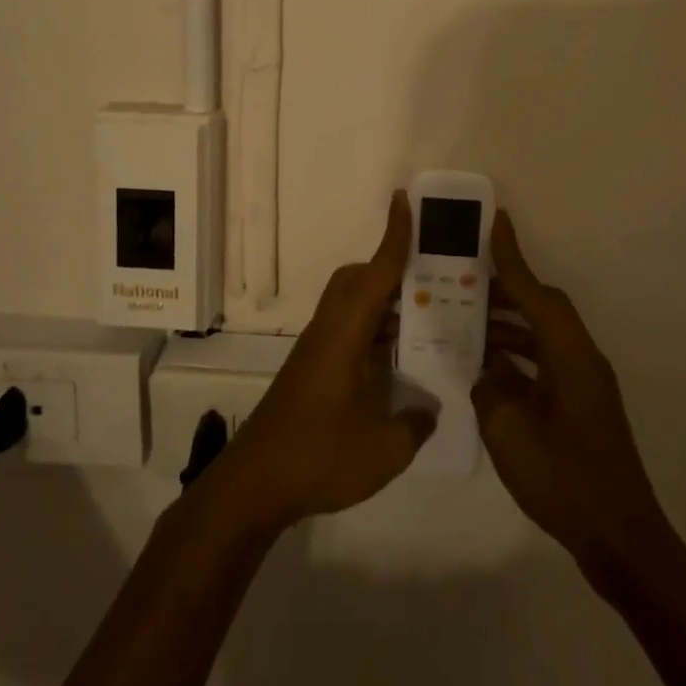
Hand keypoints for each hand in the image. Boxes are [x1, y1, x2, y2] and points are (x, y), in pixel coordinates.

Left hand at [212, 192, 436, 533]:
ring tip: (426, 320)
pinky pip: (349, 333)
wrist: (254, 484)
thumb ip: (415, 425)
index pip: (376, 274)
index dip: (395, 238)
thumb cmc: (319, 457)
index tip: (404, 201)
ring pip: (352, 307)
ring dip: (385, 305)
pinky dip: (374, 333)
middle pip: (358, 282)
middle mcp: (329, 332)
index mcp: (345, 335)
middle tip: (432, 281)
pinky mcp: (312, 371)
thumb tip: (429, 409)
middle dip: (391, 270)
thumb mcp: (384, 449)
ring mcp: (317, 352)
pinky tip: (397, 363)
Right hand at [472, 212, 674, 579]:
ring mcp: (583, 384)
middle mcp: (581, 359)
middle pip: (542, 309)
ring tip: (465, 322)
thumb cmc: (564, 477)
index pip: (536, 293)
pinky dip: (516, 357)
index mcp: (570, 355)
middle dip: (504, 291)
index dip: (512, 258)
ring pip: (541, 336)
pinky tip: (486, 368)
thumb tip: (482, 369)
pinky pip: (543, 363)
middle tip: (462, 280)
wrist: (619, 538)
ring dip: (508, 326)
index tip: (495, 221)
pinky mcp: (580, 406)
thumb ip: (489, 387)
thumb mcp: (509, 429)